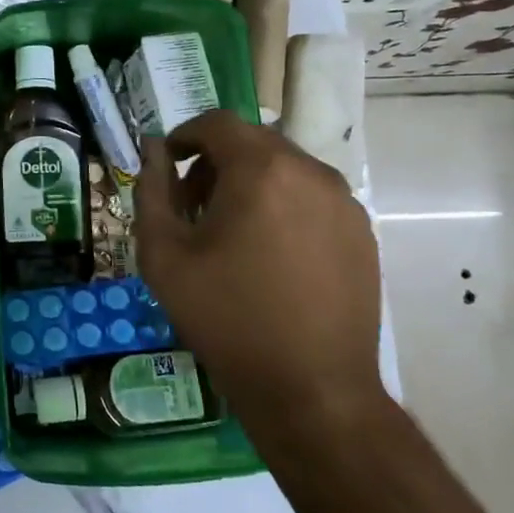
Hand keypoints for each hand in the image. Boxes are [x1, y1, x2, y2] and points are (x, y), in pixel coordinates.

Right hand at [136, 110, 382, 426]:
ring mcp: (344, 203)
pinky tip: (269, 255)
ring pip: (285, 169)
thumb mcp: (164, 253)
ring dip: (250, 183)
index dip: (185, 135)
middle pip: (253, 143)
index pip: (217, 123)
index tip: (167, 164)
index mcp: (261, 169)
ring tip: (231, 233)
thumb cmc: (226, 317)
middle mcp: (310, 172)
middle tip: (192, 206)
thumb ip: (151, 190)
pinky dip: (283, 206)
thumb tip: (154, 150)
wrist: (311, 389)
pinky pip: (312, 198)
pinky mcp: (362, 233)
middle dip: (215, 163)